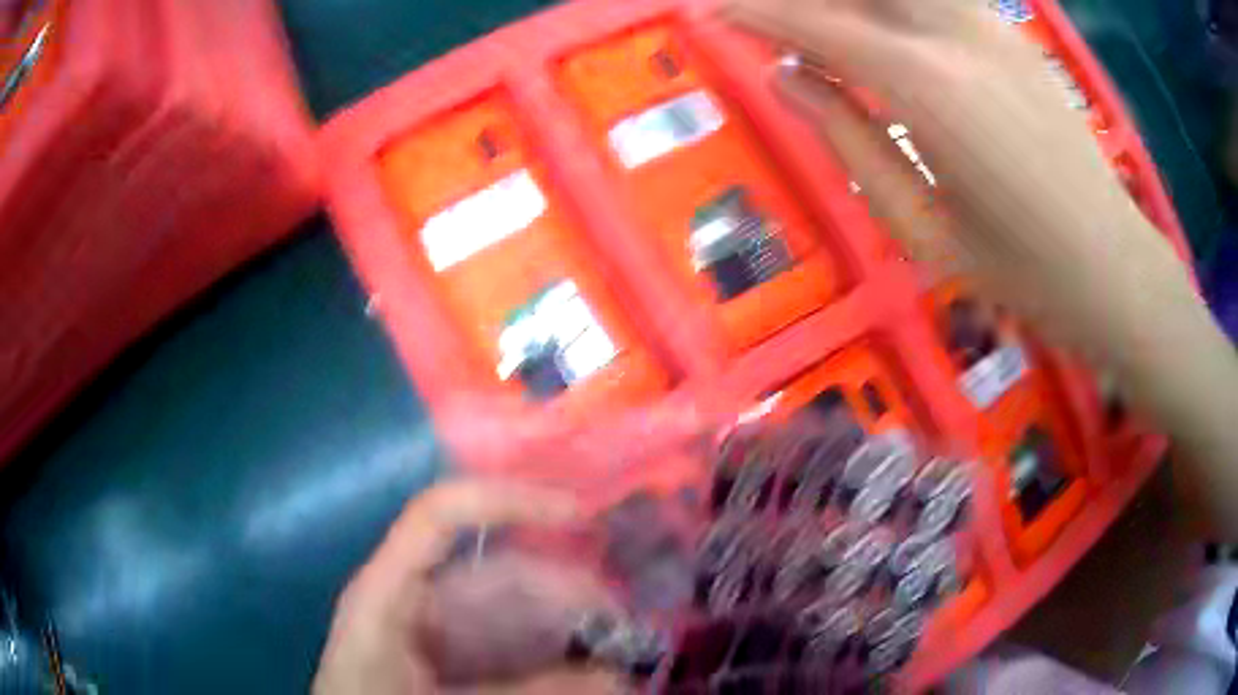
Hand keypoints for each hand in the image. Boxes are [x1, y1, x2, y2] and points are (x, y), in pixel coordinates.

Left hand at [311, 480, 620, 694]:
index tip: (584, 516)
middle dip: (567, 594)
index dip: (510, 501)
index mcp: (390, 591)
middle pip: (499, 573)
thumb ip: (526, 692)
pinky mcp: (452, 662)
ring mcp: (435, 634)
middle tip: (626, 629)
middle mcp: (415, 601)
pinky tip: (582, 677)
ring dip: (565, 634)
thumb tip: (616, 677)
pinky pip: (510, 649)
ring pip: (514, 616)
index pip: (442, 515)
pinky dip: (548, 660)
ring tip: (615, 660)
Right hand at [723, 0, 1237, 538]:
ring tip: (813, 23)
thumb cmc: (1020, 271)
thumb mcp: (920, 227)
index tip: (708, 11)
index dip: (753, 11)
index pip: (813, 21)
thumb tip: (786, 79)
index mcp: (927, 85)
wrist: (1113, 266)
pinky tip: (874, 25)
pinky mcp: (1008, 30)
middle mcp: (954, 31)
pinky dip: (888, 3)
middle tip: (756, 14)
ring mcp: (988, 22)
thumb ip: (847, 140)